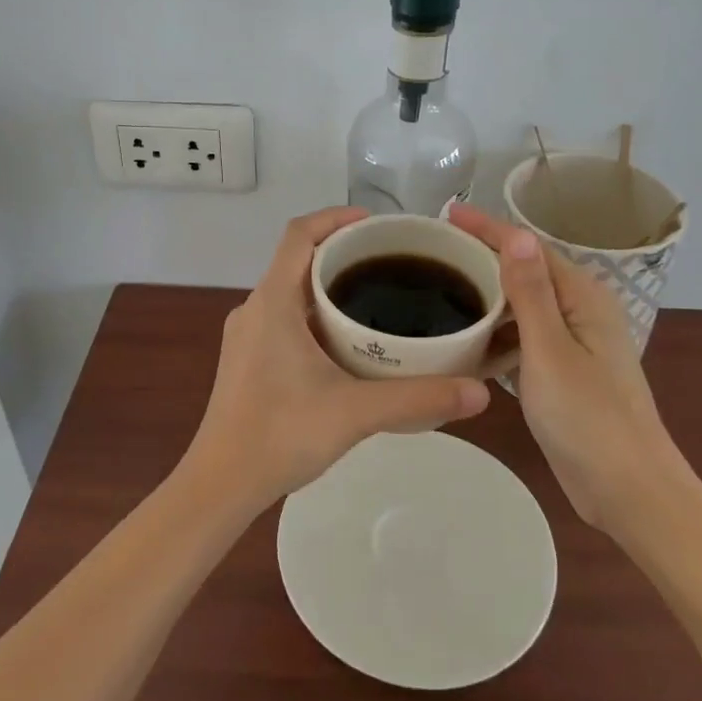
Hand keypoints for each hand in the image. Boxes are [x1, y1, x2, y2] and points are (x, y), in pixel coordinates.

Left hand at [182, 206, 491, 510]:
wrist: (221, 483)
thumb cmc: (280, 435)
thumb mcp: (355, 412)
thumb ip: (419, 398)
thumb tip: (480, 393)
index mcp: (273, 302)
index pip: (299, 234)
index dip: (335, 217)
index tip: (375, 224)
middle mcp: (254, 308)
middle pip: (297, 259)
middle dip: (341, 252)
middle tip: (390, 263)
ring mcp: (246, 335)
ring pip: (289, 291)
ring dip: (327, 285)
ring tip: (376, 298)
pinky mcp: (247, 359)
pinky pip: (283, 317)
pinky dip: (314, 313)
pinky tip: (346, 344)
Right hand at [449, 202, 687, 529]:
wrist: (627, 490)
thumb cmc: (588, 418)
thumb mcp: (550, 351)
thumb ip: (531, 293)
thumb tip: (517, 235)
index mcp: (582, 297)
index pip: (528, 247)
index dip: (487, 227)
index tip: (446, 213)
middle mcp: (580, 311)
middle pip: (525, 271)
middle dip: (482, 257)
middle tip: (433, 251)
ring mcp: (572, 343)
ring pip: (521, 306)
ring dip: (487, 296)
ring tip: (440, 288)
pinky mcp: (562, 372)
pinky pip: (522, 338)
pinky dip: (496, 334)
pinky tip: (465, 340)